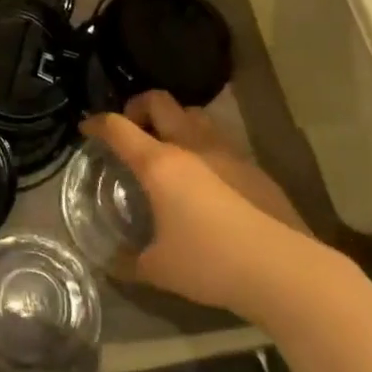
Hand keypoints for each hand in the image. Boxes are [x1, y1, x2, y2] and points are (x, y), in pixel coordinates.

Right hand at [82, 91, 320, 314]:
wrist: (284, 270)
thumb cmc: (211, 263)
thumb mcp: (159, 270)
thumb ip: (129, 263)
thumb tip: (109, 264)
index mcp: (160, 163)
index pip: (118, 127)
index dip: (97, 124)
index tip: (87, 129)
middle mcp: (191, 146)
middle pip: (159, 101)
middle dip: (138, 107)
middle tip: (131, 129)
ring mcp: (227, 152)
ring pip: (194, 114)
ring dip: (175, 120)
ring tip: (169, 147)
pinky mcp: (254, 168)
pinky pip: (221, 140)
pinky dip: (204, 145)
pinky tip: (206, 178)